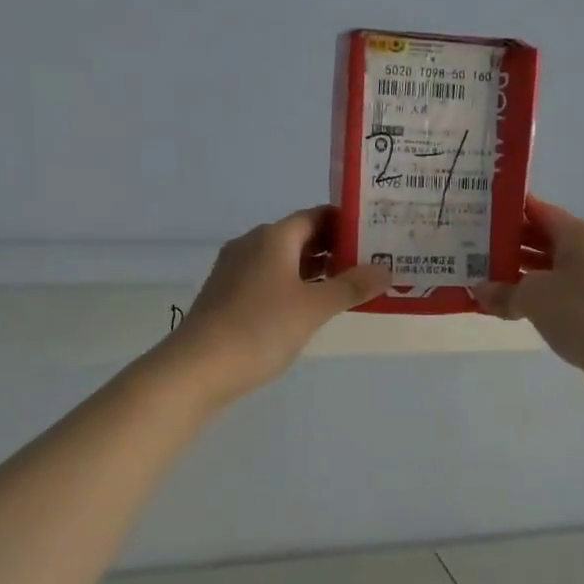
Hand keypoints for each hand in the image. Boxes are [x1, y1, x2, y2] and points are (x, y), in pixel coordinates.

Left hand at [169, 206, 389, 404]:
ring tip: (348, 288)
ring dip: (315, 271)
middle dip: (334, 249)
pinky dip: (294, 287)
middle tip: (370, 264)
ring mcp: (235, 271)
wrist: (198, 368)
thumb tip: (385, 269)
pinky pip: (269, 281)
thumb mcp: (314, 308)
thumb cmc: (260, 328)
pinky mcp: (227, 296)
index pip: (315, 216)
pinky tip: (310, 309)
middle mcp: (252, 245)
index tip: (374, 236)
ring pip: (284, 261)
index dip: (345, 223)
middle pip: (300, 237)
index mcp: (273, 238)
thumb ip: (351, 287)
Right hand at [472, 198, 583, 402]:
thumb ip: (503, 292)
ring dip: (520, 276)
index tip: (480, 213)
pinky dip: (535, 299)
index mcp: (579, 235)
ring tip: (484, 280)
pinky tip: (510, 309)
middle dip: (510, 245)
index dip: (511, 211)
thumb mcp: (533, 297)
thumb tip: (480, 290)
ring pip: (550, 271)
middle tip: (472, 250)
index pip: (539, 211)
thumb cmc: (582, 312)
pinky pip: (558, 297)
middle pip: (544, 241)